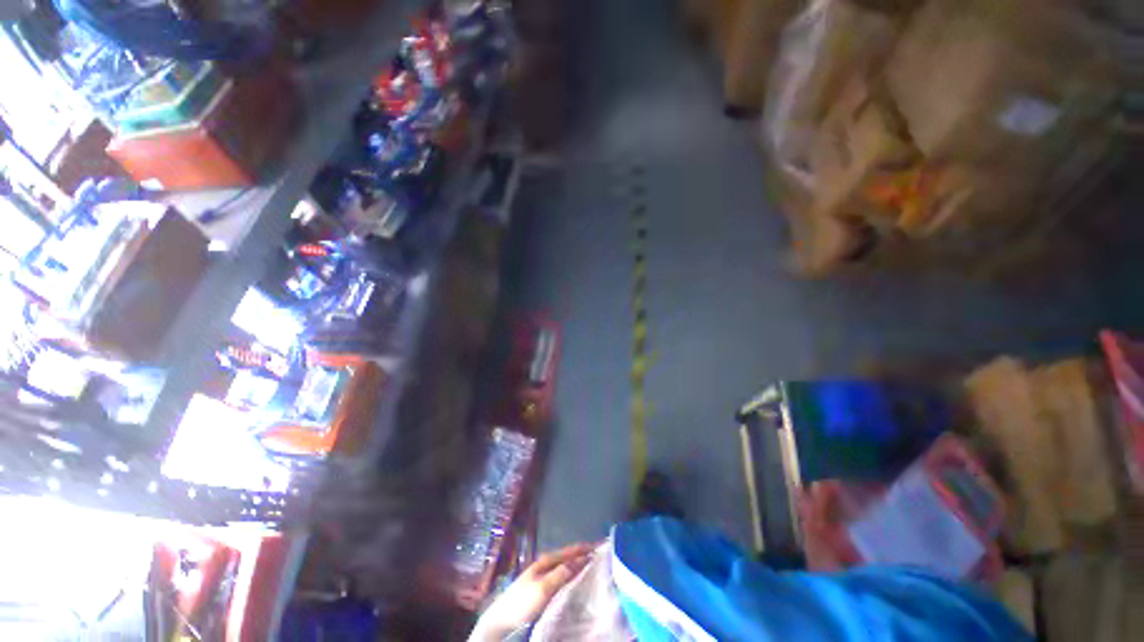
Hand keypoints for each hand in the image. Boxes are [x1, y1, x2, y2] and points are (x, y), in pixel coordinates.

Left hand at [470, 543, 594, 640]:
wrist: (501, 619)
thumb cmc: (522, 602)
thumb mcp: (543, 588)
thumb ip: (561, 573)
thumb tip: (582, 559)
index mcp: (547, 560)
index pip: (571, 550)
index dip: (587, 547)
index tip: (603, 545)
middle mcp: (546, 563)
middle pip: (570, 555)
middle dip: (585, 553)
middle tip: (602, 556)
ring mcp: (544, 574)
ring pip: (567, 565)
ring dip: (580, 563)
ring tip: (594, 566)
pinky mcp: (543, 586)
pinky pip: (563, 575)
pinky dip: (573, 573)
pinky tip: (578, 580)